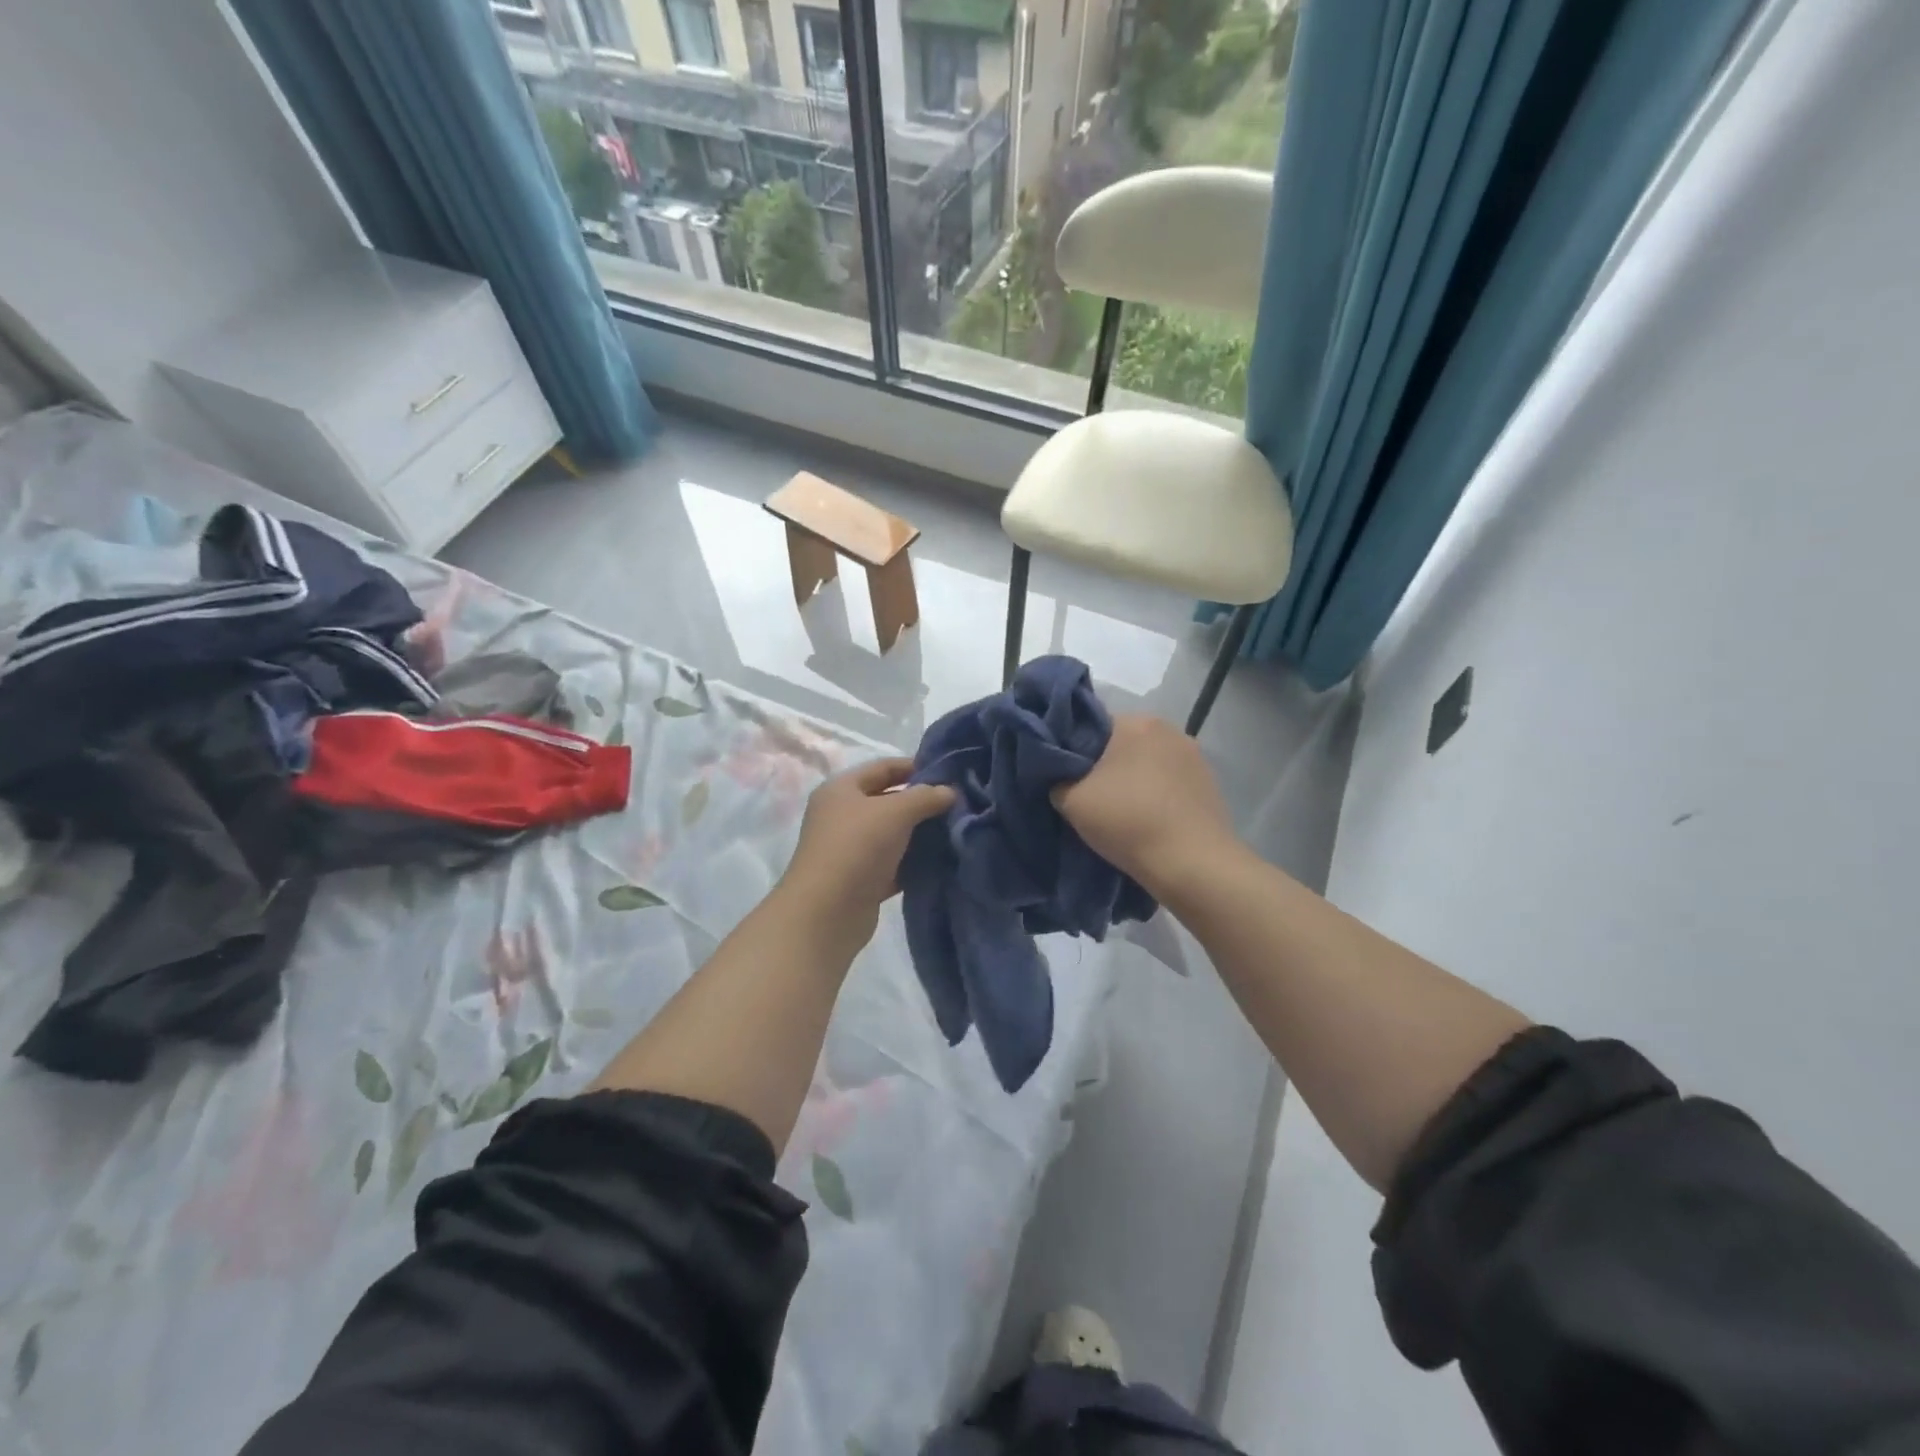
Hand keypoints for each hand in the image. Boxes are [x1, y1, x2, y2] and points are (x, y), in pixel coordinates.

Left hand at [778, 757, 954, 942]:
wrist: (826, 913)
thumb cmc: (857, 848)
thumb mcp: (895, 812)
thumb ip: (925, 796)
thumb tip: (950, 791)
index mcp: (841, 789)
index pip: (883, 767)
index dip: (916, 766)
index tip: (950, 773)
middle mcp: (842, 816)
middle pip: (888, 800)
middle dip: (922, 802)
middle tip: (959, 804)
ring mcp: (851, 850)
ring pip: (893, 834)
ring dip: (921, 834)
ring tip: (957, 831)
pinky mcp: (861, 880)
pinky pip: (894, 864)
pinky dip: (914, 862)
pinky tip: (943, 861)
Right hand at [1051, 714, 1241, 897]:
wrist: (1192, 864)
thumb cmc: (1128, 822)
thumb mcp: (1072, 802)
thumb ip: (1058, 780)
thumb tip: (1064, 779)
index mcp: (1136, 722)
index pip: (1093, 726)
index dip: (1076, 751)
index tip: (1068, 777)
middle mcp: (1170, 729)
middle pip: (1124, 744)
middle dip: (1107, 765)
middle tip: (1090, 797)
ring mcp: (1196, 756)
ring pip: (1149, 763)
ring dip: (1135, 781)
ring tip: (1122, 813)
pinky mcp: (1210, 784)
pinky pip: (1171, 783)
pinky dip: (1157, 796)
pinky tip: (1150, 821)